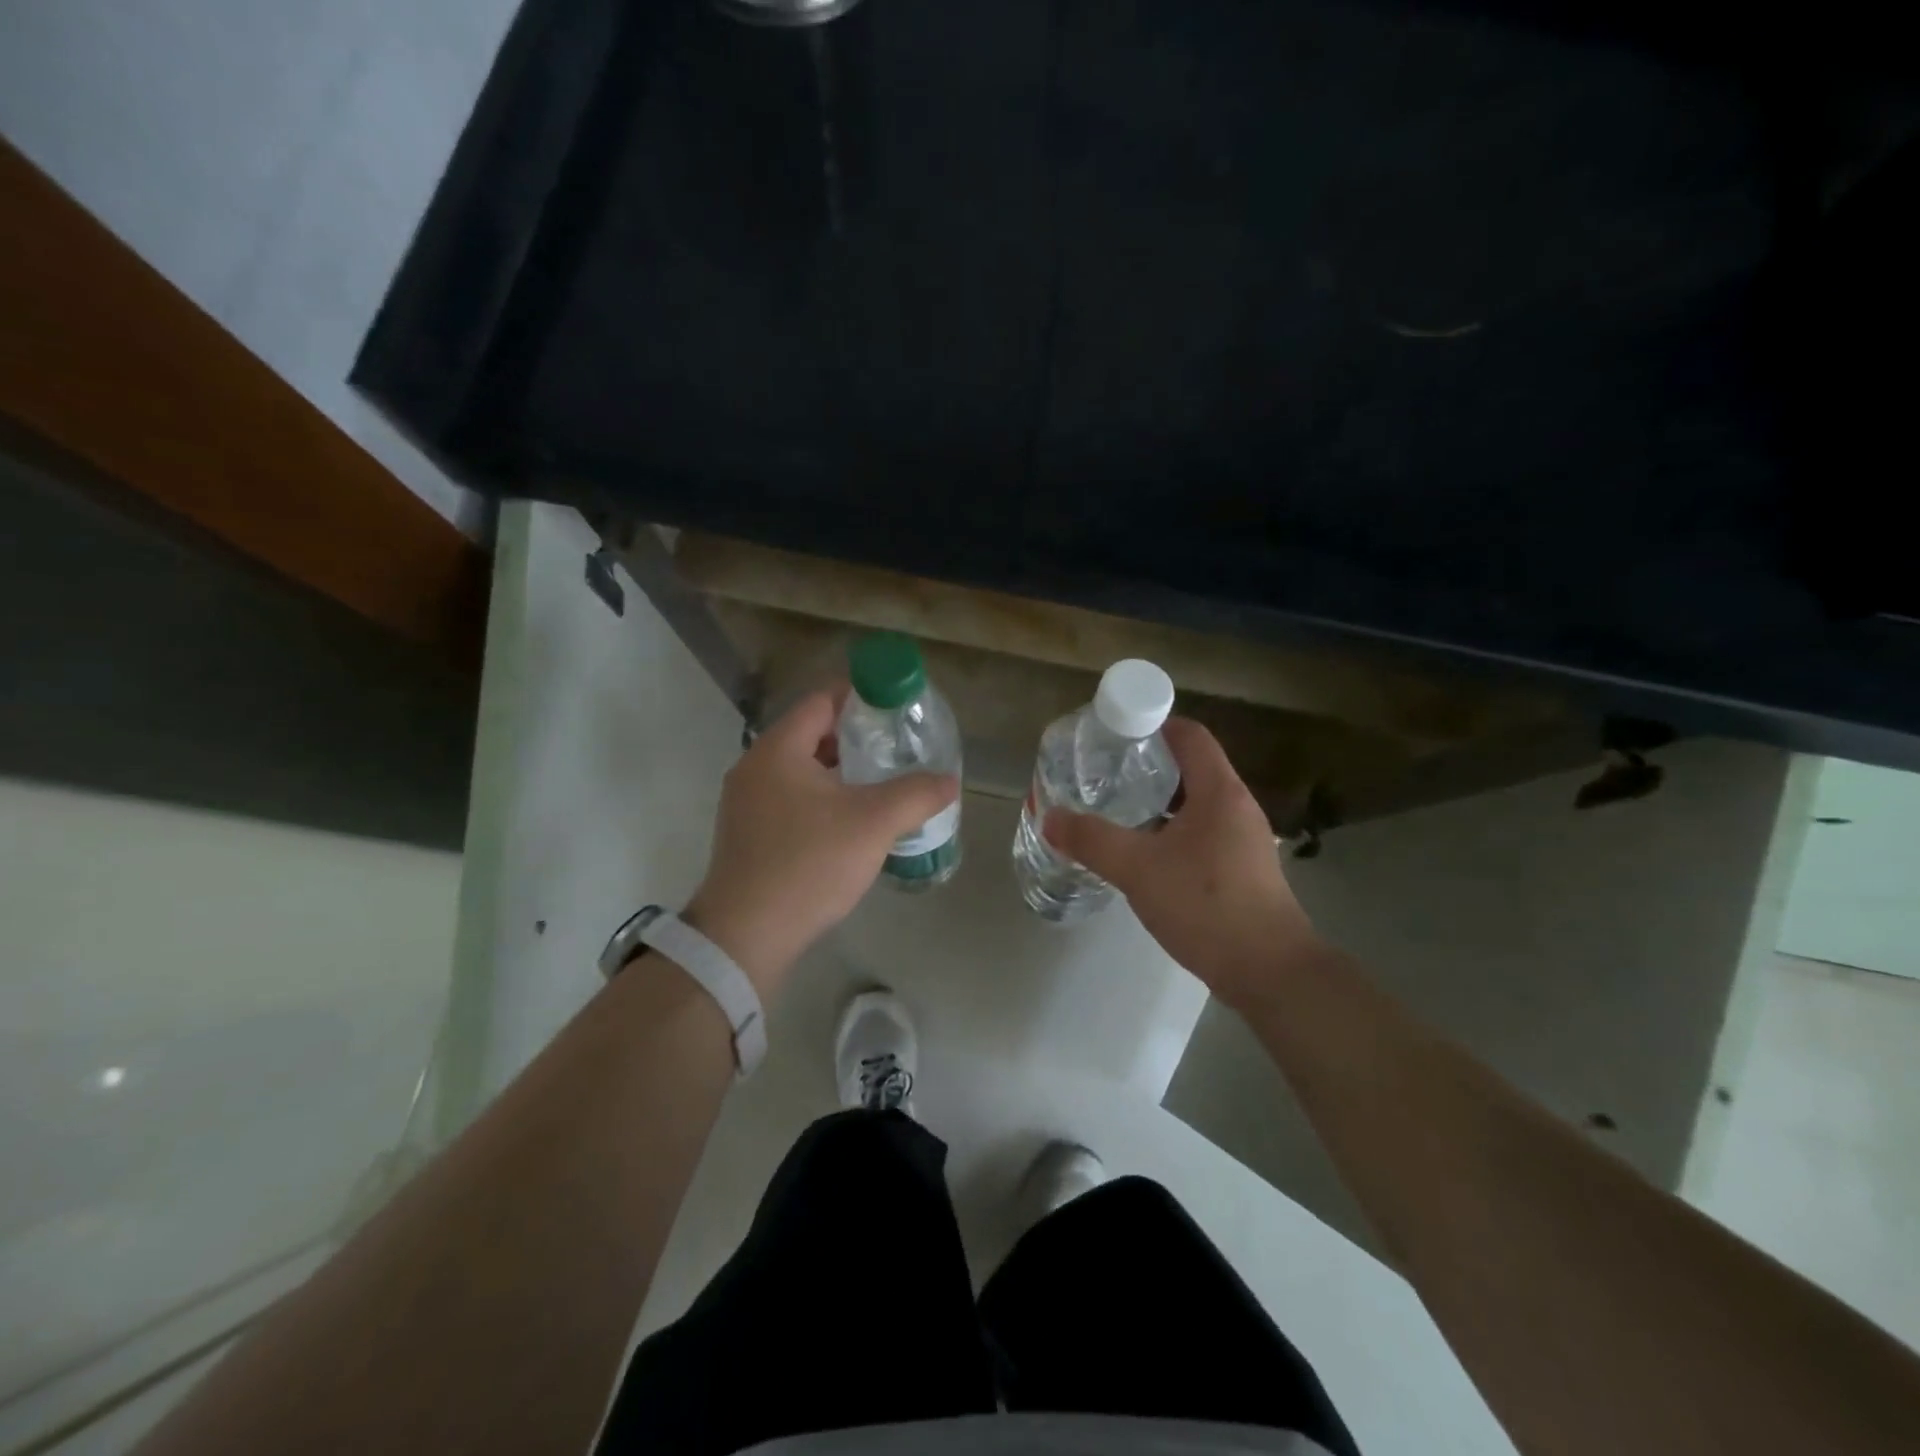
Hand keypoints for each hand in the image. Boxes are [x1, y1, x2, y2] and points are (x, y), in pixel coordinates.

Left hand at [683, 690, 957, 997]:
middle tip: (897, 746)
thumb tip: (949, 782)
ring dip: (840, 771)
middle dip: (856, 737)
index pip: (822, 700)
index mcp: (778, 749)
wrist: (747, 935)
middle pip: (812, 733)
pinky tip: (852, 821)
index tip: (897, 707)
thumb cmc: (808, 864)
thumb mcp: (873, 823)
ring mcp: (746, 803)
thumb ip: (916, 794)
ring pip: (802, 770)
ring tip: (882, 782)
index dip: (862, 696)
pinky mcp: (749, 834)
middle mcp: (755, 767)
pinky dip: (823, 798)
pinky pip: (792, 799)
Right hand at [1043, 718, 1318, 1010]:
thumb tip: (1051, 818)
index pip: (1189, 735)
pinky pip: (1202, 831)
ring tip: (1117, 808)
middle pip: (1191, 767)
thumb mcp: (1139, 869)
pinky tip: (1144, 852)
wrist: (1270, 971)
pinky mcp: (1242, 868)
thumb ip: (1092, 840)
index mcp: (1219, 791)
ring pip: (1195, 803)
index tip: (1114, 734)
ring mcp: (1243, 839)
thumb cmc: (1206, 906)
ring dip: (1159, 801)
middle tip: (1105, 772)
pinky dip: (1171, 829)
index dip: (1153, 724)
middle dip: (1148, 765)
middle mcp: (1237, 806)